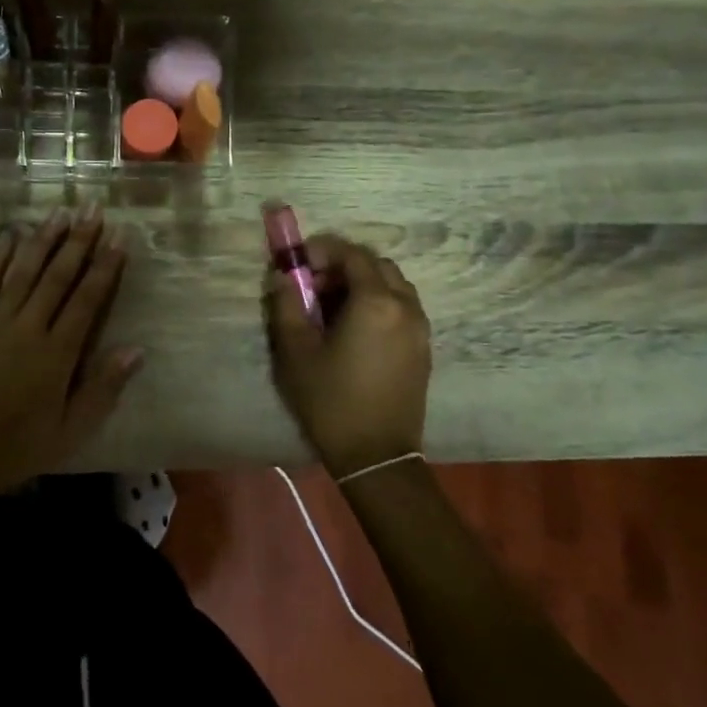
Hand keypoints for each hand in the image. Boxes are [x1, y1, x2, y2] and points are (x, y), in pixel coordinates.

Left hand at [0, 206, 141, 500]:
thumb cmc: (17, 448)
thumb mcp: (70, 430)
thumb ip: (103, 388)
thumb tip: (136, 349)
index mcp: (57, 354)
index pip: (87, 300)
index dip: (105, 267)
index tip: (119, 237)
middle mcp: (27, 329)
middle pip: (57, 276)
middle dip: (78, 241)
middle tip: (93, 209)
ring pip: (22, 272)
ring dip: (42, 240)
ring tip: (60, 213)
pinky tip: (8, 236)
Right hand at [263, 235, 431, 477]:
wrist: (376, 456)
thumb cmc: (331, 402)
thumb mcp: (296, 352)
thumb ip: (286, 305)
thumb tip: (283, 277)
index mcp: (376, 302)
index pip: (352, 254)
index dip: (322, 250)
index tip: (298, 262)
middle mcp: (405, 307)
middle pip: (376, 265)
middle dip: (343, 265)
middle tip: (313, 285)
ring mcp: (420, 328)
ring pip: (393, 285)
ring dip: (362, 283)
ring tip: (332, 308)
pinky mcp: (423, 349)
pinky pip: (402, 308)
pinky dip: (378, 303)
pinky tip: (354, 330)